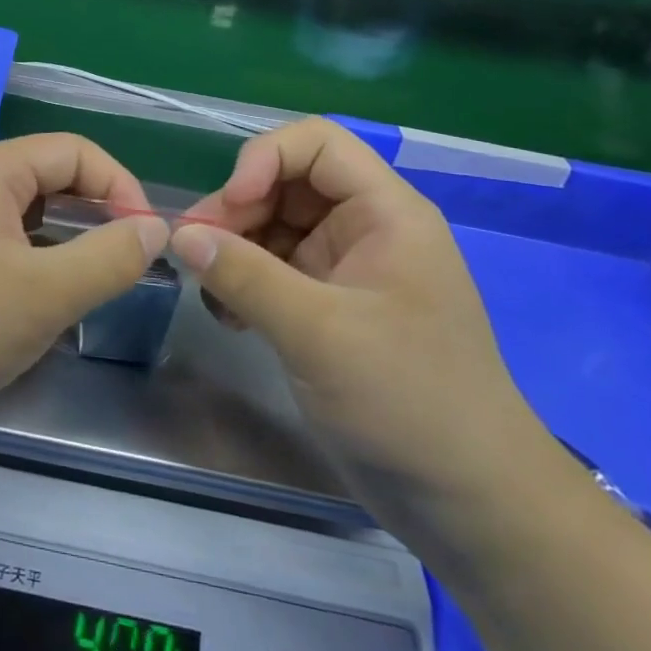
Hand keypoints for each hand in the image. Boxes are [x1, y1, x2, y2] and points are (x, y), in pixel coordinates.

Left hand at [0, 135, 168, 426]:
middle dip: (96, 212)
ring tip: (91, 280)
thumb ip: (110, 257)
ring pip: (29, 208)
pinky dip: (36, 254)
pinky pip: (5, 234)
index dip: (121, 187)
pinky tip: (44, 294)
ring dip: (67, 236)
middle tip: (125, 263)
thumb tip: (155, 228)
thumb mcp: (45, 295)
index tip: (148, 240)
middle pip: (51, 174)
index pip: (75, 151)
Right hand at [171, 119, 547, 534]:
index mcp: (385, 213)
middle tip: (196, 253)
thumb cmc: (408, 402)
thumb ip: (244, 275)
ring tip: (212, 293)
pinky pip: (273, 270)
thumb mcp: (318, 332)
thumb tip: (179, 235)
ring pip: (273, 226)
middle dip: (236, 210)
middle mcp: (365, 229)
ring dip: (233, 249)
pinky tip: (228, 318)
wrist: (470, 506)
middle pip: (285, 183)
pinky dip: (243, 283)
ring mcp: (346, 270)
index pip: (316, 143)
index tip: (229, 206)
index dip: (264, 158)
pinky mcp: (329, 308)